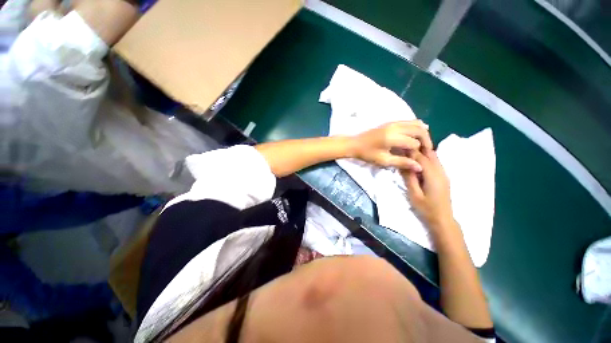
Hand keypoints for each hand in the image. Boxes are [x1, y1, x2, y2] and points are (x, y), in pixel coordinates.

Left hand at [352, 121, 432, 171]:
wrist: (354, 143)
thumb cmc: (367, 154)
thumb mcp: (383, 160)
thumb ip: (402, 162)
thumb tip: (419, 167)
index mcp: (392, 137)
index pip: (414, 143)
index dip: (418, 151)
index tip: (417, 159)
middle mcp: (395, 127)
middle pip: (419, 130)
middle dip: (426, 140)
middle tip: (426, 150)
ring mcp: (393, 122)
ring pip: (415, 123)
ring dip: (422, 133)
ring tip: (422, 143)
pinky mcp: (390, 122)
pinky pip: (408, 121)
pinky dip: (415, 127)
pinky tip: (416, 134)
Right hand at [401, 150, 454, 232]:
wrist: (443, 219)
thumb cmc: (426, 208)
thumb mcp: (414, 194)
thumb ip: (409, 178)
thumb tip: (403, 164)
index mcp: (433, 175)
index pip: (421, 158)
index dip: (410, 151)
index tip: (400, 146)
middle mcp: (441, 171)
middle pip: (430, 154)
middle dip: (418, 148)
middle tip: (404, 147)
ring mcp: (444, 174)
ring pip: (434, 157)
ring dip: (422, 152)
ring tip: (409, 151)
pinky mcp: (444, 177)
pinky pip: (436, 162)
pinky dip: (427, 158)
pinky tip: (418, 161)